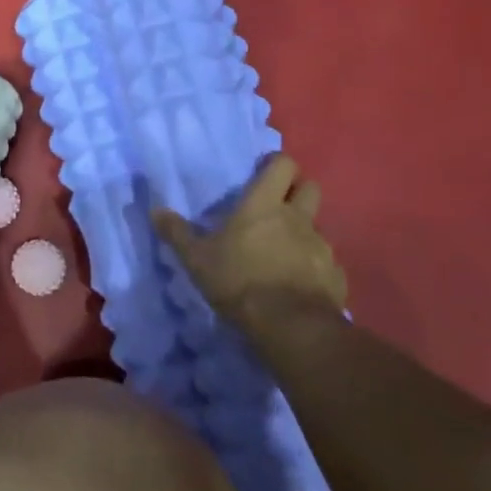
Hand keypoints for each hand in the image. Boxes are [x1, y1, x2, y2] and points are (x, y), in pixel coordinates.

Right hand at [153, 156, 346, 329]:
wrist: (290, 326)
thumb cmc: (238, 281)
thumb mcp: (196, 259)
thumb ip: (177, 233)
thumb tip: (155, 211)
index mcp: (264, 205)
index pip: (282, 165)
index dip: (275, 165)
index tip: (263, 173)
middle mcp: (297, 217)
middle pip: (309, 187)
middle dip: (297, 191)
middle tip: (277, 206)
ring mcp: (321, 246)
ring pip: (317, 226)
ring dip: (304, 231)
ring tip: (285, 251)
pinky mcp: (336, 275)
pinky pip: (326, 261)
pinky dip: (314, 265)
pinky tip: (299, 282)